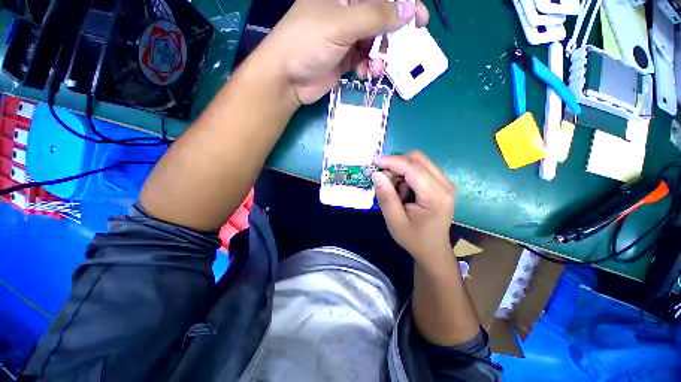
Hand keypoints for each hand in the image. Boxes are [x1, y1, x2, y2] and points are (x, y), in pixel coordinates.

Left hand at [259, 0, 429, 104]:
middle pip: (380, 17)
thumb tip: (408, 11)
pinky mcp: (344, 59)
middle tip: (404, 46)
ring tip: (374, 67)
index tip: (419, 19)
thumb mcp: (341, 24)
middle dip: (393, 33)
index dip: (403, 3)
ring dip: (379, 55)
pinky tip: (365, 73)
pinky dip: (368, 67)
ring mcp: (346, 37)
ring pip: (375, 42)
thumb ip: (376, 16)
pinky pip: (365, 60)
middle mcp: (346, 12)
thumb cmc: (307, 43)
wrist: (287, 78)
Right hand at [372, 151, 455, 267]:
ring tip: (395, 192)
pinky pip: (420, 168)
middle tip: (384, 181)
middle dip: (395, 165)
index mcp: (436, 195)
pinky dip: (406, 175)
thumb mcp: (395, 221)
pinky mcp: (441, 183)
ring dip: (400, 171)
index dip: (391, 161)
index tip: (373, 162)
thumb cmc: (414, 239)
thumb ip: (386, 197)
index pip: (412, 166)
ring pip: (418, 161)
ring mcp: (445, 182)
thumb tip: (377, 174)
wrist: (433, 249)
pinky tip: (403, 192)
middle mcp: (445, 183)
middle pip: (417, 158)